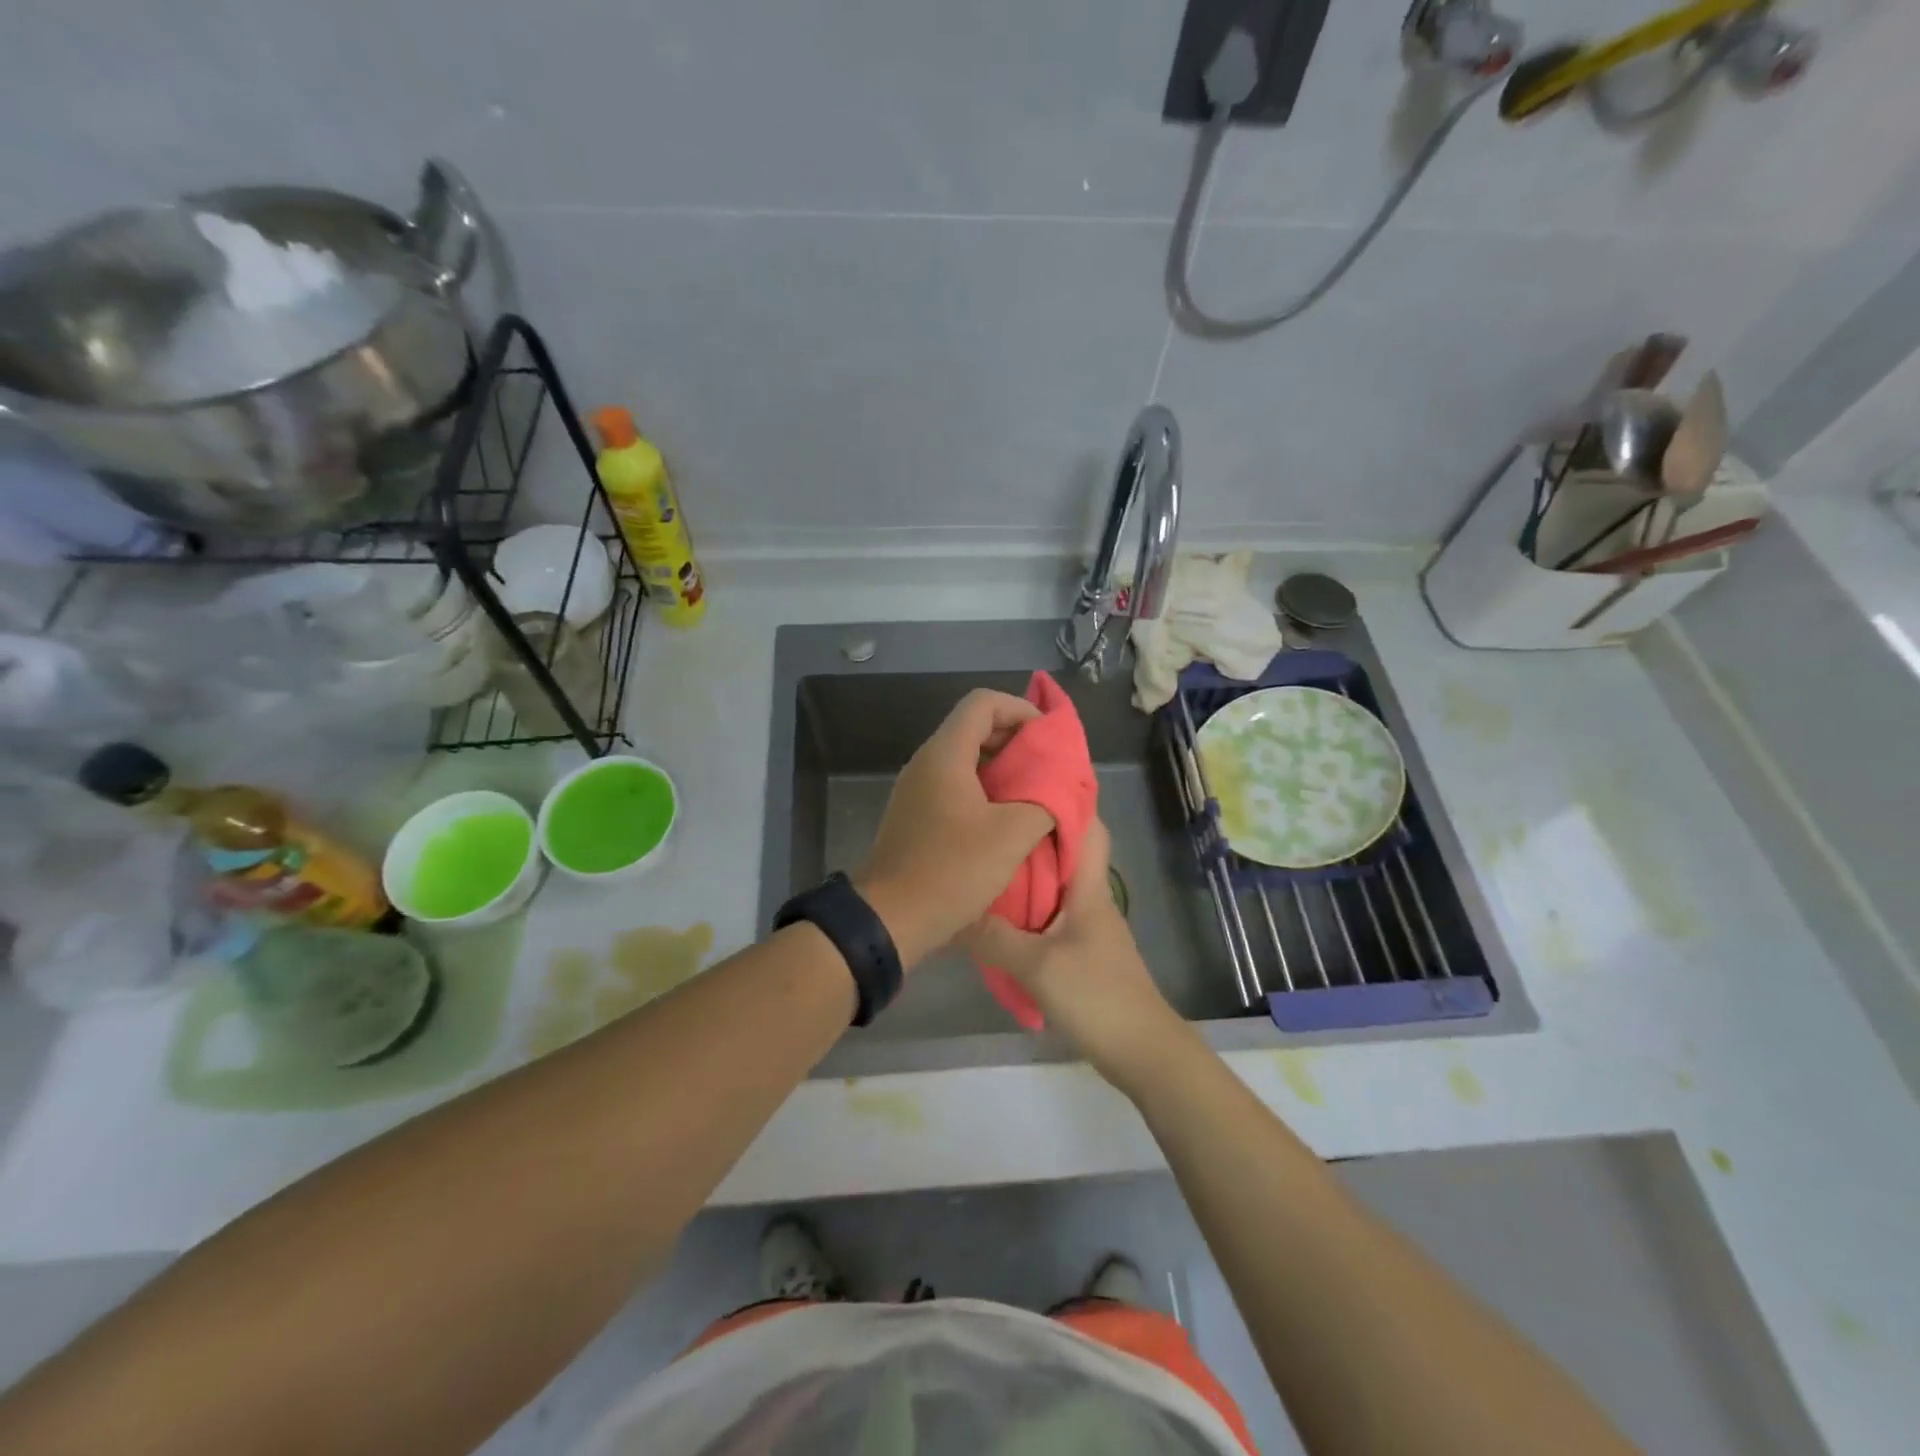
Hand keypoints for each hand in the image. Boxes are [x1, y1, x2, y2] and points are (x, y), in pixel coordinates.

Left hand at [854, 689, 1053, 967]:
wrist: (889, 920)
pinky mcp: (917, 816)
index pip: (983, 702)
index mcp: (945, 754)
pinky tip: (1008, 821)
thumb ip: (1045, 801)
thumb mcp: (1012, 835)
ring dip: (1004, 770)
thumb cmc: (951, 870)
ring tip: (1037, 795)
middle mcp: (927, 763)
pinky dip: (987, 792)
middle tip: (1050, 769)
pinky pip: (956, 787)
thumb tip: (1061, 787)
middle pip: (975, 728)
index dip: (1021, 710)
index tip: (1049, 739)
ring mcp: (918, 790)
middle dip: (1017, 741)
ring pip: (967, 760)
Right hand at [960, 818, 1193, 1095]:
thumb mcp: (1037, 966)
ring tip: (983, 858)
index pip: (1087, 826)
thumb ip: (994, 938)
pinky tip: (995, 914)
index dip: (1064, 798)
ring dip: (1026, 871)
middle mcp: (1090, 898)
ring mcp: (1086, 926)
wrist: (1141, 1051)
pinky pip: (1049, 915)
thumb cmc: (1097, 996)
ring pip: (1055, 884)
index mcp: (1089, 888)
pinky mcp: (1080, 951)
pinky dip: (1025, 907)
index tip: (1024, 780)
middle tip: (989, 817)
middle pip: (1065, 852)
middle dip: (1032, 831)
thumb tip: (953, 911)